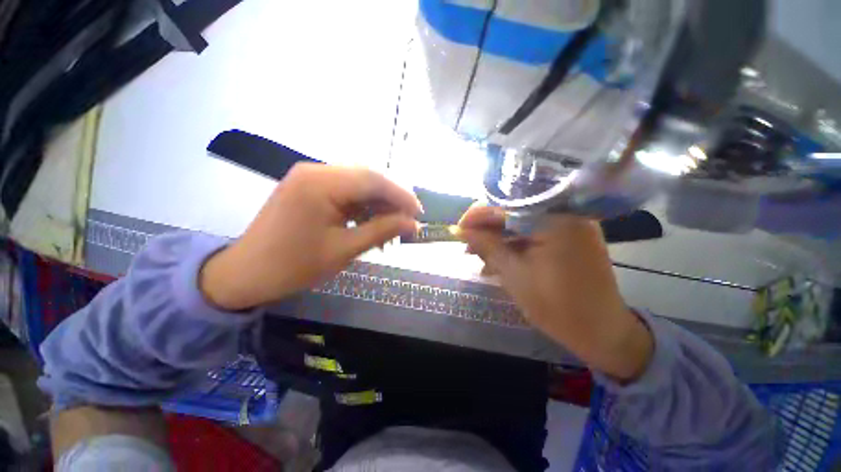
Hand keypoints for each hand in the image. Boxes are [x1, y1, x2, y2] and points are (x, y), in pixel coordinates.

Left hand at [200, 163, 420, 309]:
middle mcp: (315, 171)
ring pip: (358, 184)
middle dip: (392, 200)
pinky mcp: (308, 187)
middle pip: (367, 178)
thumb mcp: (344, 250)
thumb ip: (382, 231)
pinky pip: (345, 191)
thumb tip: (413, 224)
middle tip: (408, 221)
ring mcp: (310, 177)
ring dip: (378, 204)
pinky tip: (370, 223)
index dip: (401, 195)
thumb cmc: (294, 266)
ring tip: (391, 227)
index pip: (373, 180)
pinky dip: (362, 206)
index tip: (419, 214)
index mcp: (320, 183)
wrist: (246, 273)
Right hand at [457, 205, 652, 381]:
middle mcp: (565, 213)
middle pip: (514, 210)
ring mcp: (569, 223)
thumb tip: (459, 229)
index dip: (477, 216)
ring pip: (522, 221)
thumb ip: (486, 245)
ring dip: (498, 236)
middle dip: (487, 227)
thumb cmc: (556, 306)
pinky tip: (498, 256)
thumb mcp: (513, 274)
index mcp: (555, 220)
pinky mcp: (569, 234)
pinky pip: (534, 230)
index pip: (506, 205)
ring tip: (477, 253)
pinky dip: (514, 241)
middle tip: (467, 243)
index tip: (457, 229)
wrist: (602, 331)